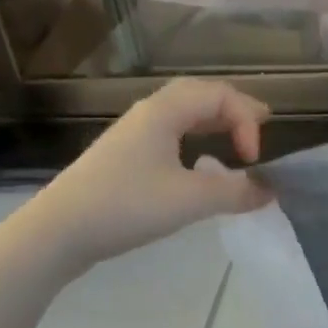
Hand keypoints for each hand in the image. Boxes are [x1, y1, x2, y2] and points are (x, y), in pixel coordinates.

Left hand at [14, 79, 272, 273]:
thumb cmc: (126, 206)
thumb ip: (237, 192)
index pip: (221, 96)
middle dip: (235, 108)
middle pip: (201, 94)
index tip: (253, 161)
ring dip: (215, 120)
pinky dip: (196, 136)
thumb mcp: (191, 201)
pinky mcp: (124, 156)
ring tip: (237, 138)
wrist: (56, 233)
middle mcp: (149, 113)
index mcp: (165, 111)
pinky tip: (199, 162)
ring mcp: (133, 134)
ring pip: (183, 112)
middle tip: (262, 124)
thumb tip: (270, 191)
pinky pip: (170, 131)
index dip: (248, 122)